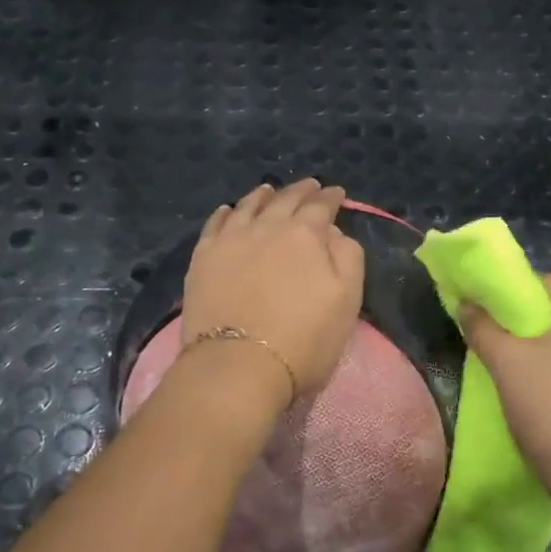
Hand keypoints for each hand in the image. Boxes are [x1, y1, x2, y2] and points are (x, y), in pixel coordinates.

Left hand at [182, 180, 365, 404]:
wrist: (237, 365)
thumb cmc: (303, 340)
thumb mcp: (347, 301)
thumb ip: (348, 257)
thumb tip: (332, 231)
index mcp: (305, 234)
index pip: (321, 206)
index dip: (331, 198)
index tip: (337, 193)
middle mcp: (267, 226)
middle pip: (285, 200)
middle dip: (301, 191)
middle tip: (310, 186)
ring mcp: (230, 239)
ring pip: (248, 206)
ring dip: (263, 196)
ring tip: (268, 190)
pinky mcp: (203, 257)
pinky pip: (215, 224)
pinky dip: (225, 213)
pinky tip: (228, 211)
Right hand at [459, 275, 550, 501]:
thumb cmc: (550, 408)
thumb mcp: (505, 364)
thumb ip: (482, 327)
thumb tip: (467, 304)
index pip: (542, 283)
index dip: (509, 297)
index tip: (487, 321)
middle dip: (528, 327)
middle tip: (499, 352)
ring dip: (550, 353)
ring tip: (522, 380)